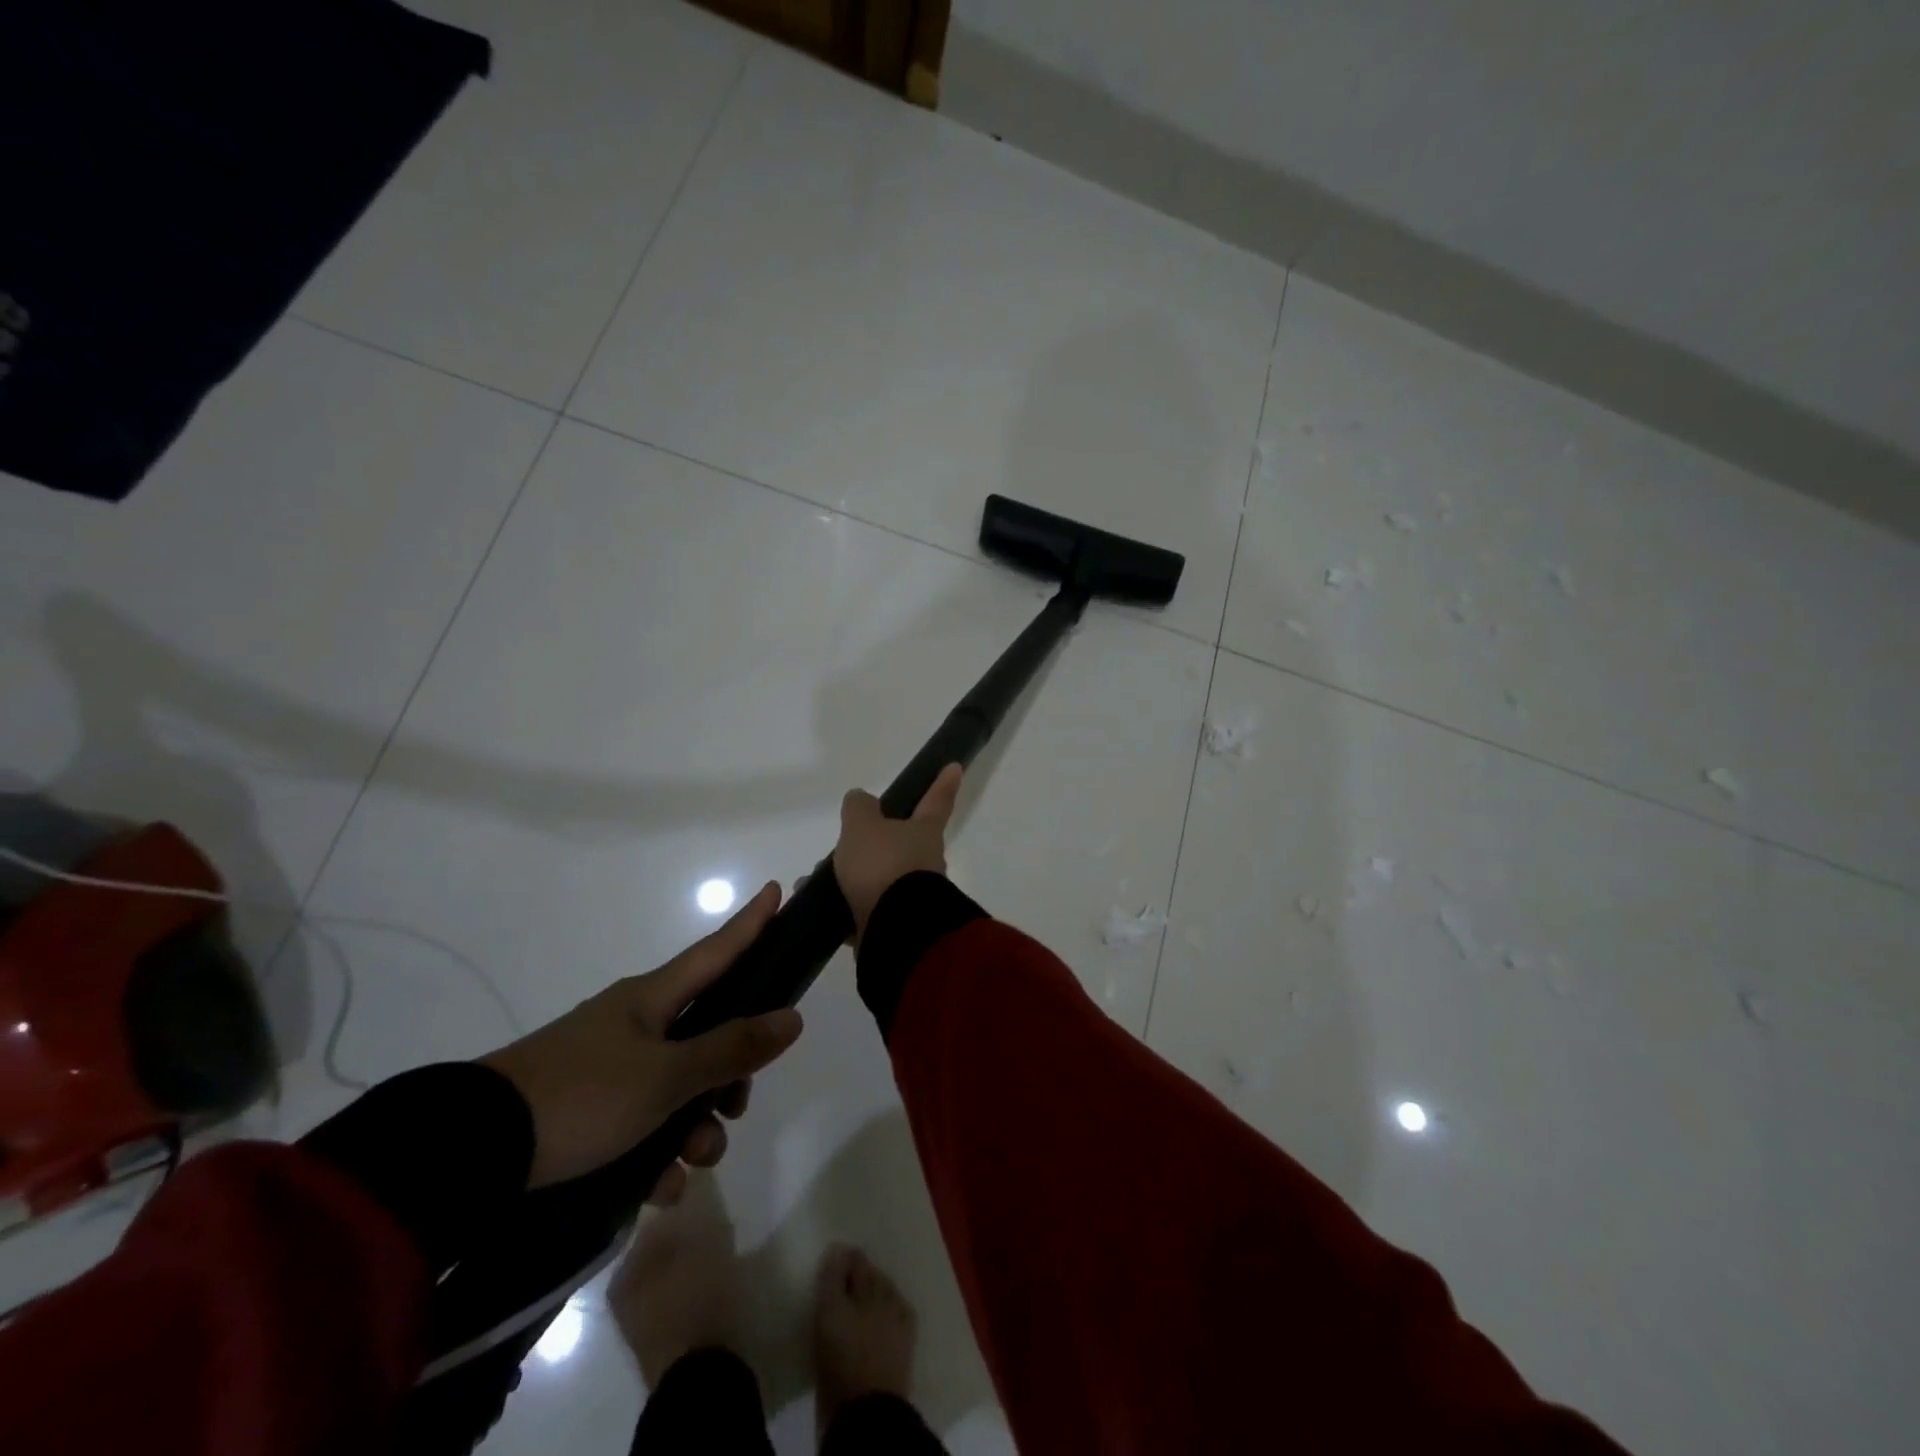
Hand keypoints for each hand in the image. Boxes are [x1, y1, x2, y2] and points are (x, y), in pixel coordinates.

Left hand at [480, 883, 802, 1194]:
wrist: (471, 1152)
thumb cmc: (582, 1096)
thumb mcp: (666, 1077)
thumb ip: (731, 1048)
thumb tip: (791, 1018)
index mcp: (652, 999)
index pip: (716, 950)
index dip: (750, 923)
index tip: (775, 888)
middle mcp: (635, 1024)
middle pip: (706, 1033)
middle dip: (730, 1074)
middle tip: (737, 1108)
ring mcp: (609, 1067)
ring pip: (678, 1086)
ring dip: (696, 1126)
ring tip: (690, 1165)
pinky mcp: (586, 1110)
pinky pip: (643, 1123)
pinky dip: (658, 1153)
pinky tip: (660, 1189)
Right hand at [831, 763, 962, 946]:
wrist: (895, 928)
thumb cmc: (883, 865)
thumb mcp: (863, 826)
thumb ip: (860, 808)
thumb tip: (862, 799)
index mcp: (924, 832)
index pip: (936, 800)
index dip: (943, 783)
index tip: (954, 767)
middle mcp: (925, 862)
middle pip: (902, 843)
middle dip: (875, 841)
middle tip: (846, 842)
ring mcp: (912, 895)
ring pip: (880, 877)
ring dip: (851, 876)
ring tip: (815, 878)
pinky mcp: (896, 923)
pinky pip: (867, 907)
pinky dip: (844, 905)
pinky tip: (819, 906)